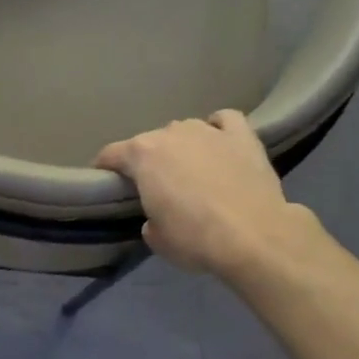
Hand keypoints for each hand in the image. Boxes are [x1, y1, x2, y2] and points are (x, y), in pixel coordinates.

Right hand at [94, 111, 322, 277]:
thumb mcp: (156, 238)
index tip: (106, 181)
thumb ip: (149, 219)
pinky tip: (219, 142)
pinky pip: (224, 120)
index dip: (105, 168)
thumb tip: (157, 216)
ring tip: (191, 168)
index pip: (111, 154)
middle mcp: (171, 133)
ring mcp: (208, 130)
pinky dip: (218, 128)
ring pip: (185, 130)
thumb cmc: (194, 238)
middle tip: (157, 186)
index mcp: (142, 155)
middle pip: (150, 142)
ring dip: (182, 146)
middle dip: (149, 160)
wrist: (253, 235)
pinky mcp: (242, 136)